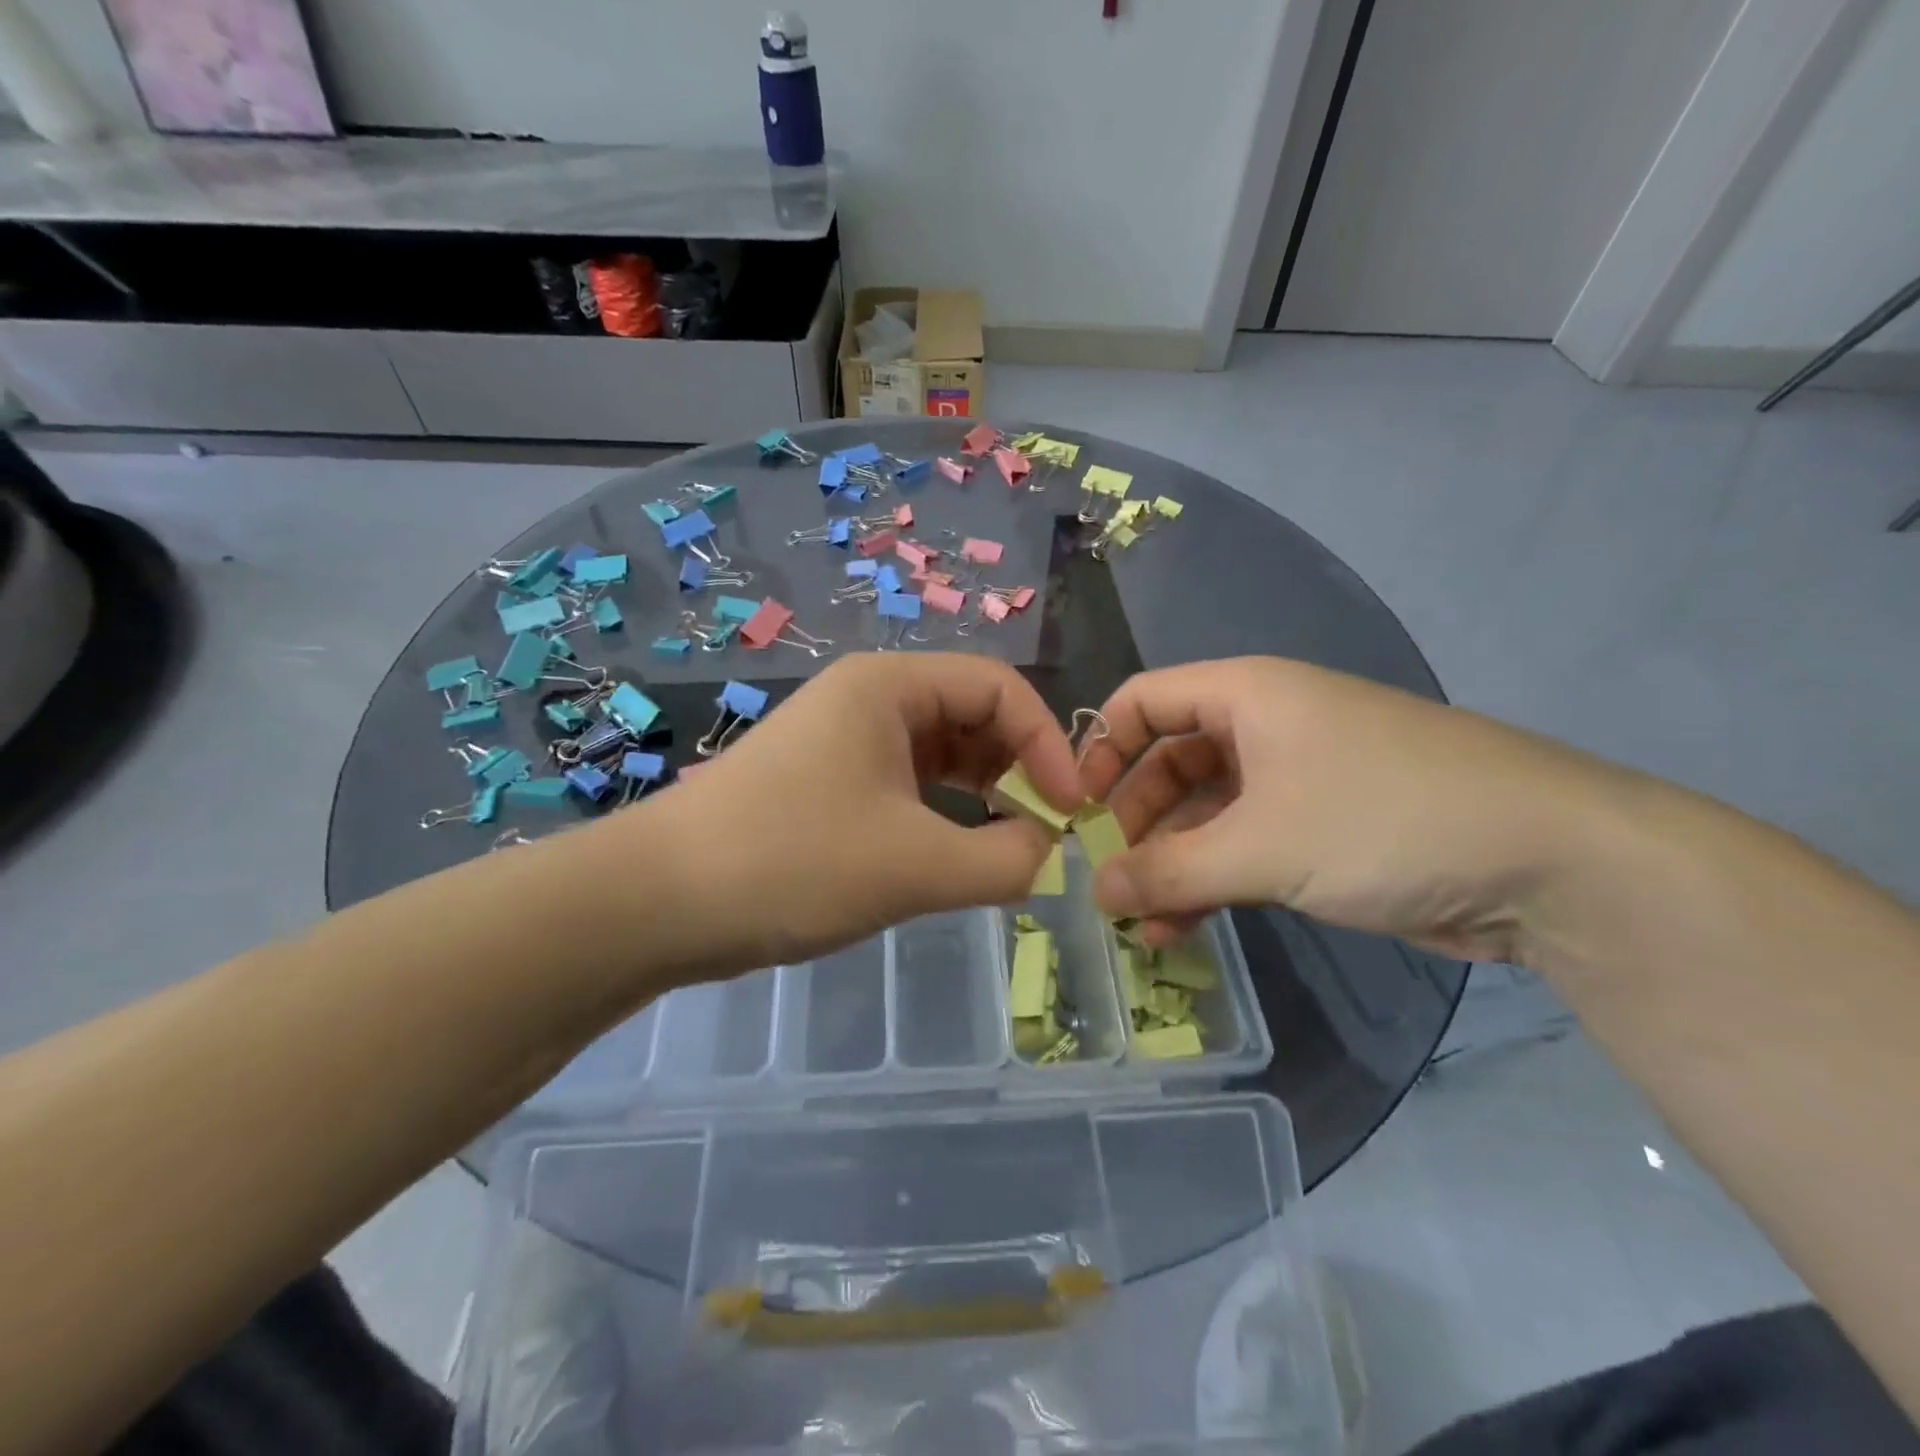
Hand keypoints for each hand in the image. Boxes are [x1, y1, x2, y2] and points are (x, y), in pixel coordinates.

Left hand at [631, 653, 1080, 977]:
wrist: (658, 902)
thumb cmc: (793, 862)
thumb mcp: (915, 865)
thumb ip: (1005, 860)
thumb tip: (1049, 854)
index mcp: (889, 685)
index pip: (999, 687)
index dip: (1047, 742)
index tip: (1070, 809)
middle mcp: (868, 699)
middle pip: (971, 715)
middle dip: (1018, 768)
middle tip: (1046, 830)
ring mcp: (844, 742)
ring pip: (940, 754)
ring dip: (984, 794)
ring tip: (1012, 846)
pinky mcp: (828, 784)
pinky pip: (908, 785)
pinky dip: (944, 814)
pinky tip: (959, 854)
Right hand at [1077, 657, 1621, 962]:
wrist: (1550, 862)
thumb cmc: (1383, 820)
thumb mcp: (1261, 847)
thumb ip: (1167, 871)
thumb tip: (1095, 893)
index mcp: (1246, 695)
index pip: (1144, 700)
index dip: (1101, 749)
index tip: (1077, 810)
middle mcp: (1265, 727)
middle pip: (1169, 761)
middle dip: (1135, 820)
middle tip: (1109, 878)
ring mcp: (1296, 780)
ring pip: (1205, 813)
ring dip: (1170, 863)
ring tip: (1139, 920)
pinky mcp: (1323, 830)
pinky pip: (1243, 847)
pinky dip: (1210, 881)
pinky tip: (1182, 929)